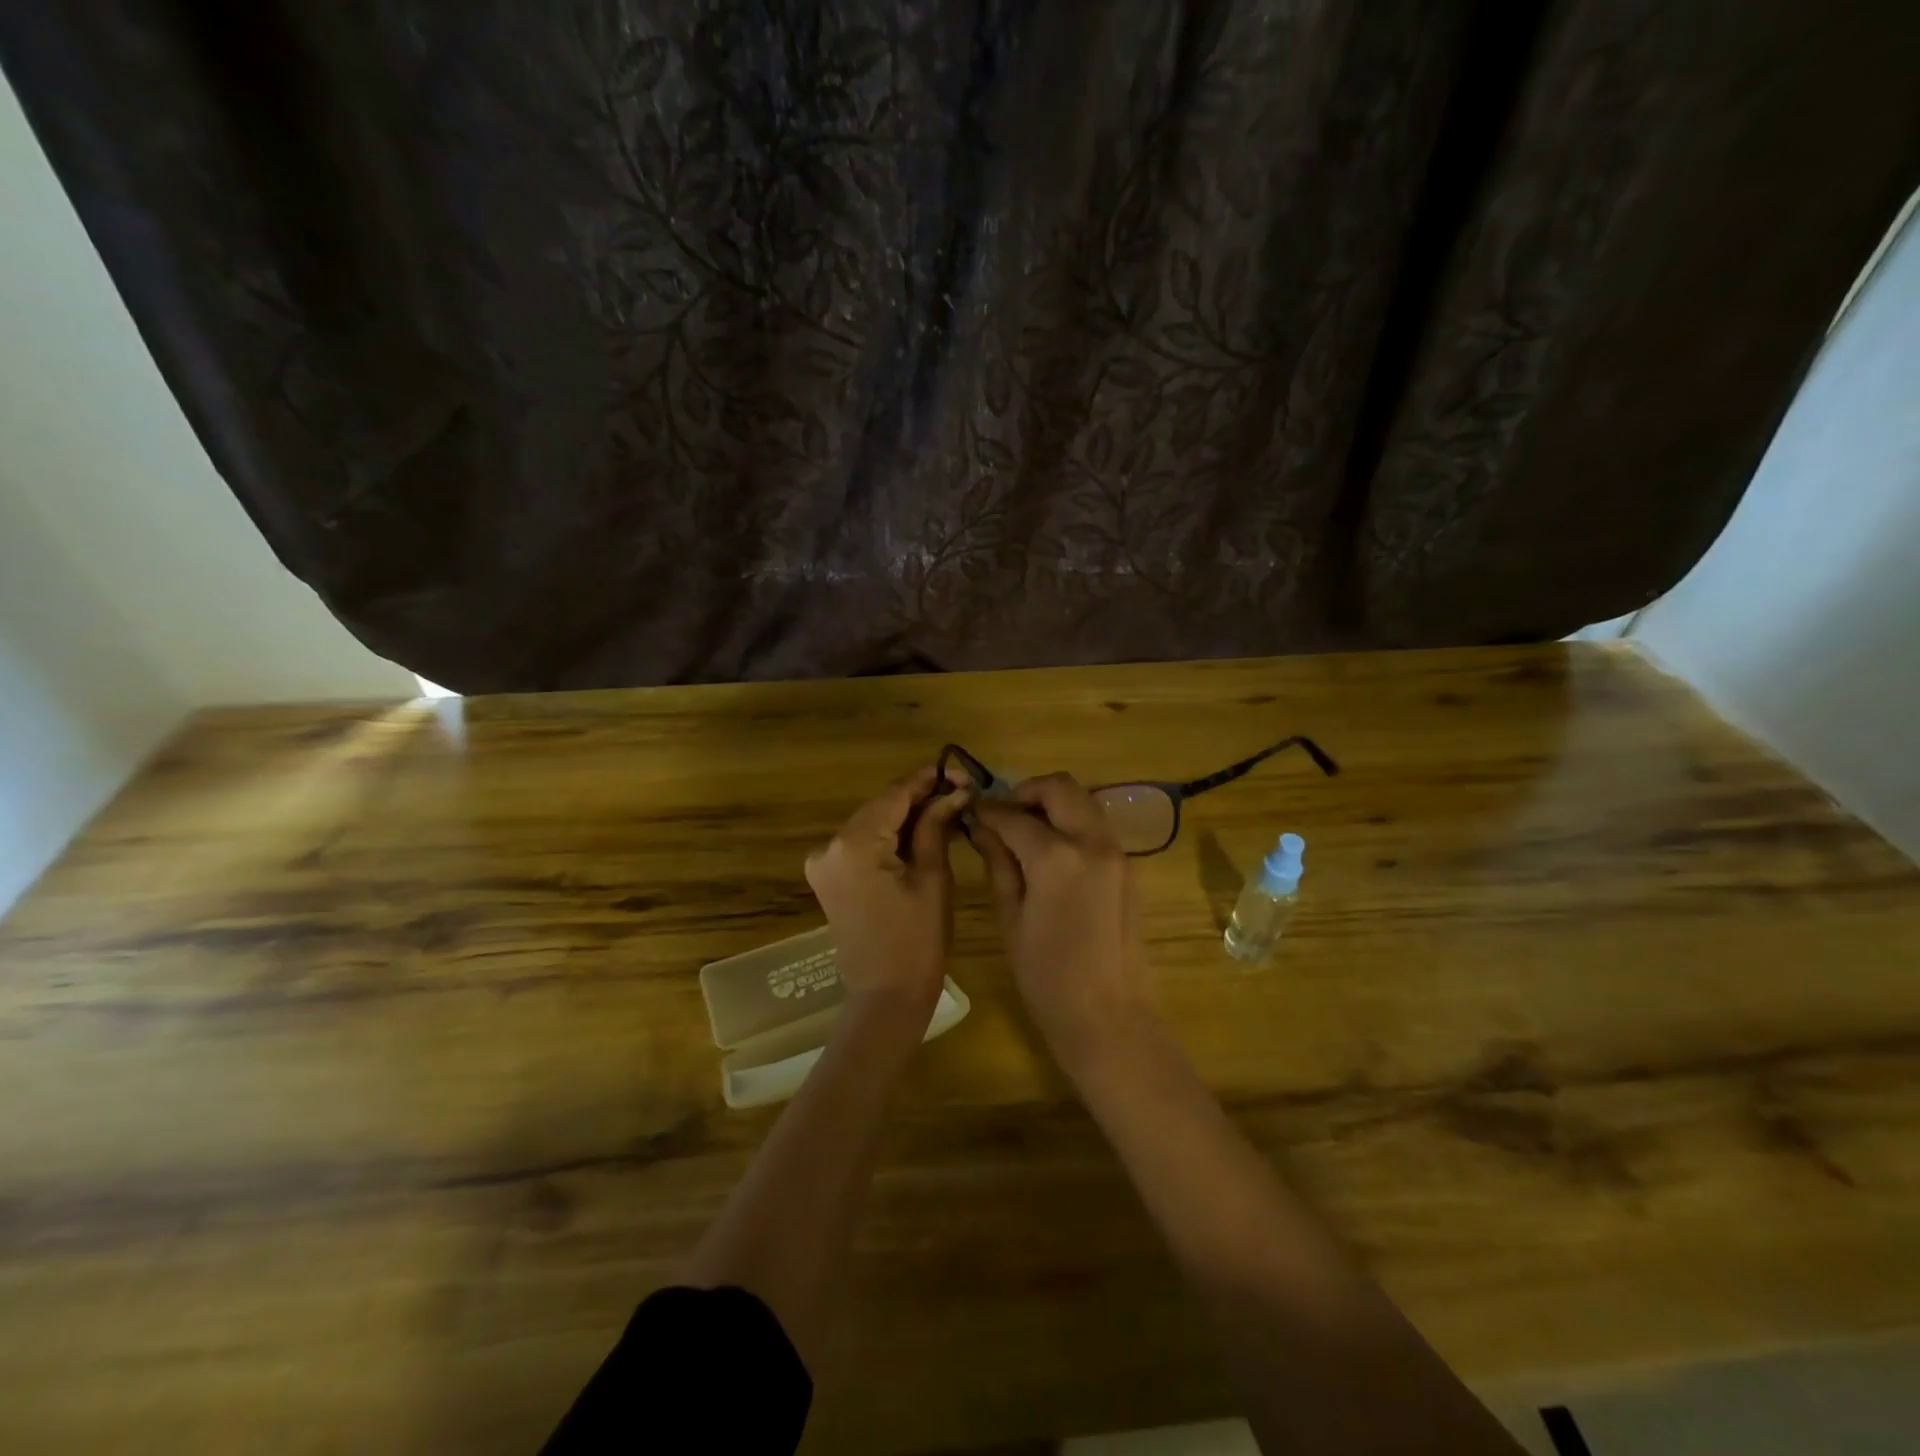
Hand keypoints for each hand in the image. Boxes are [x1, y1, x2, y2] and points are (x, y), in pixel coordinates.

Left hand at [805, 765, 968, 1022]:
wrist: (885, 996)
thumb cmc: (918, 940)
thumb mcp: (933, 877)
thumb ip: (936, 826)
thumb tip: (954, 791)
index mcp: (855, 843)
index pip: (895, 794)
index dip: (929, 779)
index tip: (960, 771)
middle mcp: (829, 845)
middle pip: (881, 805)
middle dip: (919, 796)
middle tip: (959, 790)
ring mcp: (823, 861)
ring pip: (872, 822)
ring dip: (905, 815)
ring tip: (946, 808)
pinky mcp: (828, 876)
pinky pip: (862, 842)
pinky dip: (889, 835)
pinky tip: (920, 833)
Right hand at [970, 773, 1158, 1080]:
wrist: (1109, 1016)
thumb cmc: (1047, 977)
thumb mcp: (1011, 919)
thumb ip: (999, 864)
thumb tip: (984, 829)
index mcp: (1056, 857)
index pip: (1014, 816)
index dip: (989, 811)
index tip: (972, 813)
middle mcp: (1092, 842)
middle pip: (1060, 788)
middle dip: (1027, 791)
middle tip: (1004, 814)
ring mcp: (1117, 852)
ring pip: (1084, 801)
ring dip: (1053, 804)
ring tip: (1026, 831)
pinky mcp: (1129, 867)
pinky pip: (1097, 826)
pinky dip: (1073, 823)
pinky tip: (1052, 852)